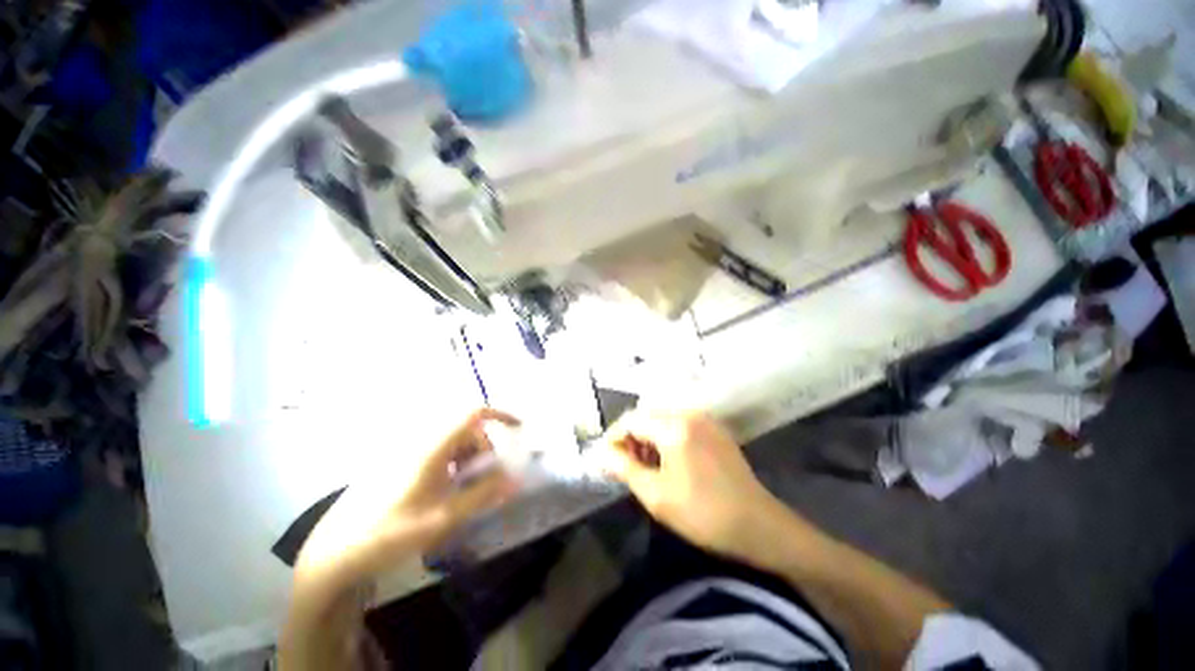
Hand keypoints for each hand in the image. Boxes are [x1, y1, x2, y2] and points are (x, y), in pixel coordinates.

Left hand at [296, 408, 519, 587]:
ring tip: (463, 488)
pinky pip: (435, 450)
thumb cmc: (390, 533)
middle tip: (485, 477)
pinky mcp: (396, 462)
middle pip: (465, 428)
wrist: (334, 552)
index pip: (472, 413)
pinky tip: (443, 490)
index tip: (518, 428)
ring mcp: (405, 450)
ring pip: (450, 439)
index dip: (499, 414)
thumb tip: (514, 478)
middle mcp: (419, 440)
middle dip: (483, 447)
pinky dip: (450, 462)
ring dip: (466, 455)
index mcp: (432, 447)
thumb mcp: (443, 518)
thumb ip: (482, 495)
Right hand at [601, 410, 785, 559]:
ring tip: (644, 464)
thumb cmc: (703, 513)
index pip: (631, 420)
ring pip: (662, 418)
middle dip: (630, 436)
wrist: (758, 525)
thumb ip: (624, 469)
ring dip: (648, 436)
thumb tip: (603, 454)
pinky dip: (666, 436)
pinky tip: (667, 459)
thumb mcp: (656, 495)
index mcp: (673, 427)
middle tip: (624, 464)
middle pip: (646, 415)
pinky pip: (680, 423)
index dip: (614, 437)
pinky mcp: (714, 429)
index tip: (606, 458)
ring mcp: (704, 419)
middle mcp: (688, 414)